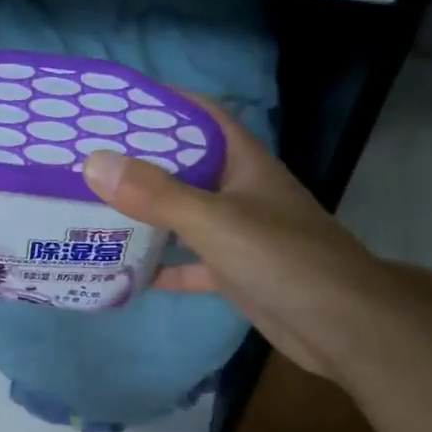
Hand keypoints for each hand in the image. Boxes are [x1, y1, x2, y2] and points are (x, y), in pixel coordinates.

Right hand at [80, 99, 399, 379]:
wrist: (343, 328)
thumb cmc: (284, 260)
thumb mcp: (215, 222)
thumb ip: (157, 194)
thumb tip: (94, 163)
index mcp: (244, 164)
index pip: (201, 117)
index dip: (163, 104)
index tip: (115, 103)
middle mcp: (240, 192)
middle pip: (185, 166)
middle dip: (141, 161)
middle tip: (88, 159)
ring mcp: (238, 234)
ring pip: (183, 215)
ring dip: (146, 214)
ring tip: (94, 208)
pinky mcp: (234, 273)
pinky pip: (188, 263)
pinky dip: (161, 266)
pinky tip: (125, 271)